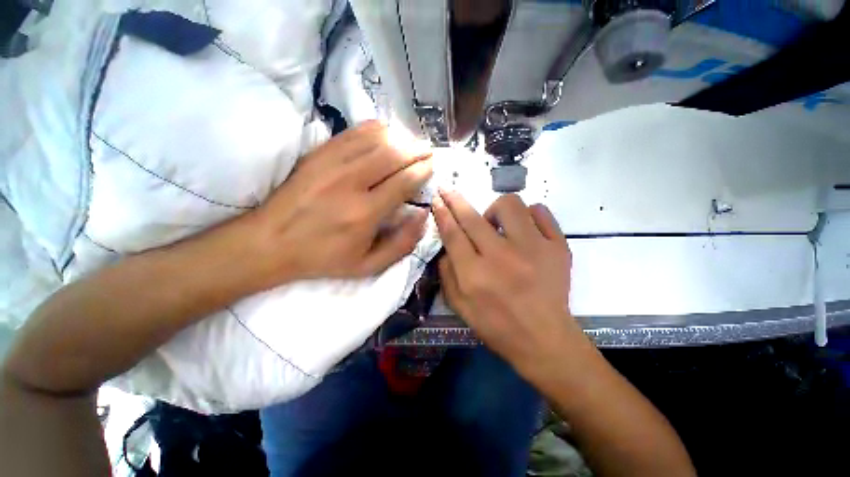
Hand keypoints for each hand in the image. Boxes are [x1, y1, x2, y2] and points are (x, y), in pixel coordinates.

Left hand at [249, 121, 432, 286]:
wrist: (271, 242)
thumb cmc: (324, 257)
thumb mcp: (368, 266)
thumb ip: (401, 244)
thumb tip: (422, 215)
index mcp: (365, 213)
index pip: (404, 182)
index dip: (422, 170)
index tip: (432, 166)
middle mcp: (351, 183)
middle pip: (394, 154)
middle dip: (417, 150)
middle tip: (428, 151)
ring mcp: (332, 163)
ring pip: (376, 139)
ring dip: (400, 138)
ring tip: (411, 143)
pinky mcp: (318, 154)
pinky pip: (353, 132)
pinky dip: (375, 129)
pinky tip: (386, 134)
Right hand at [432, 190, 580, 370]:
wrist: (544, 339)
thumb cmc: (497, 326)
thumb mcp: (460, 307)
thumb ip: (446, 274)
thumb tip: (446, 246)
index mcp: (475, 275)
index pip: (453, 234)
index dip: (442, 213)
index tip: (437, 199)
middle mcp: (502, 257)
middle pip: (472, 217)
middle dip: (455, 199)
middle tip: (448, 191)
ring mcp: (534, 249)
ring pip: (509, 204)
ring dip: (495, 209)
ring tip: (496, 224)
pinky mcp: (558, 247)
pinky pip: (541, 212)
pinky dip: (528, 214)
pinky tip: (522, 228)